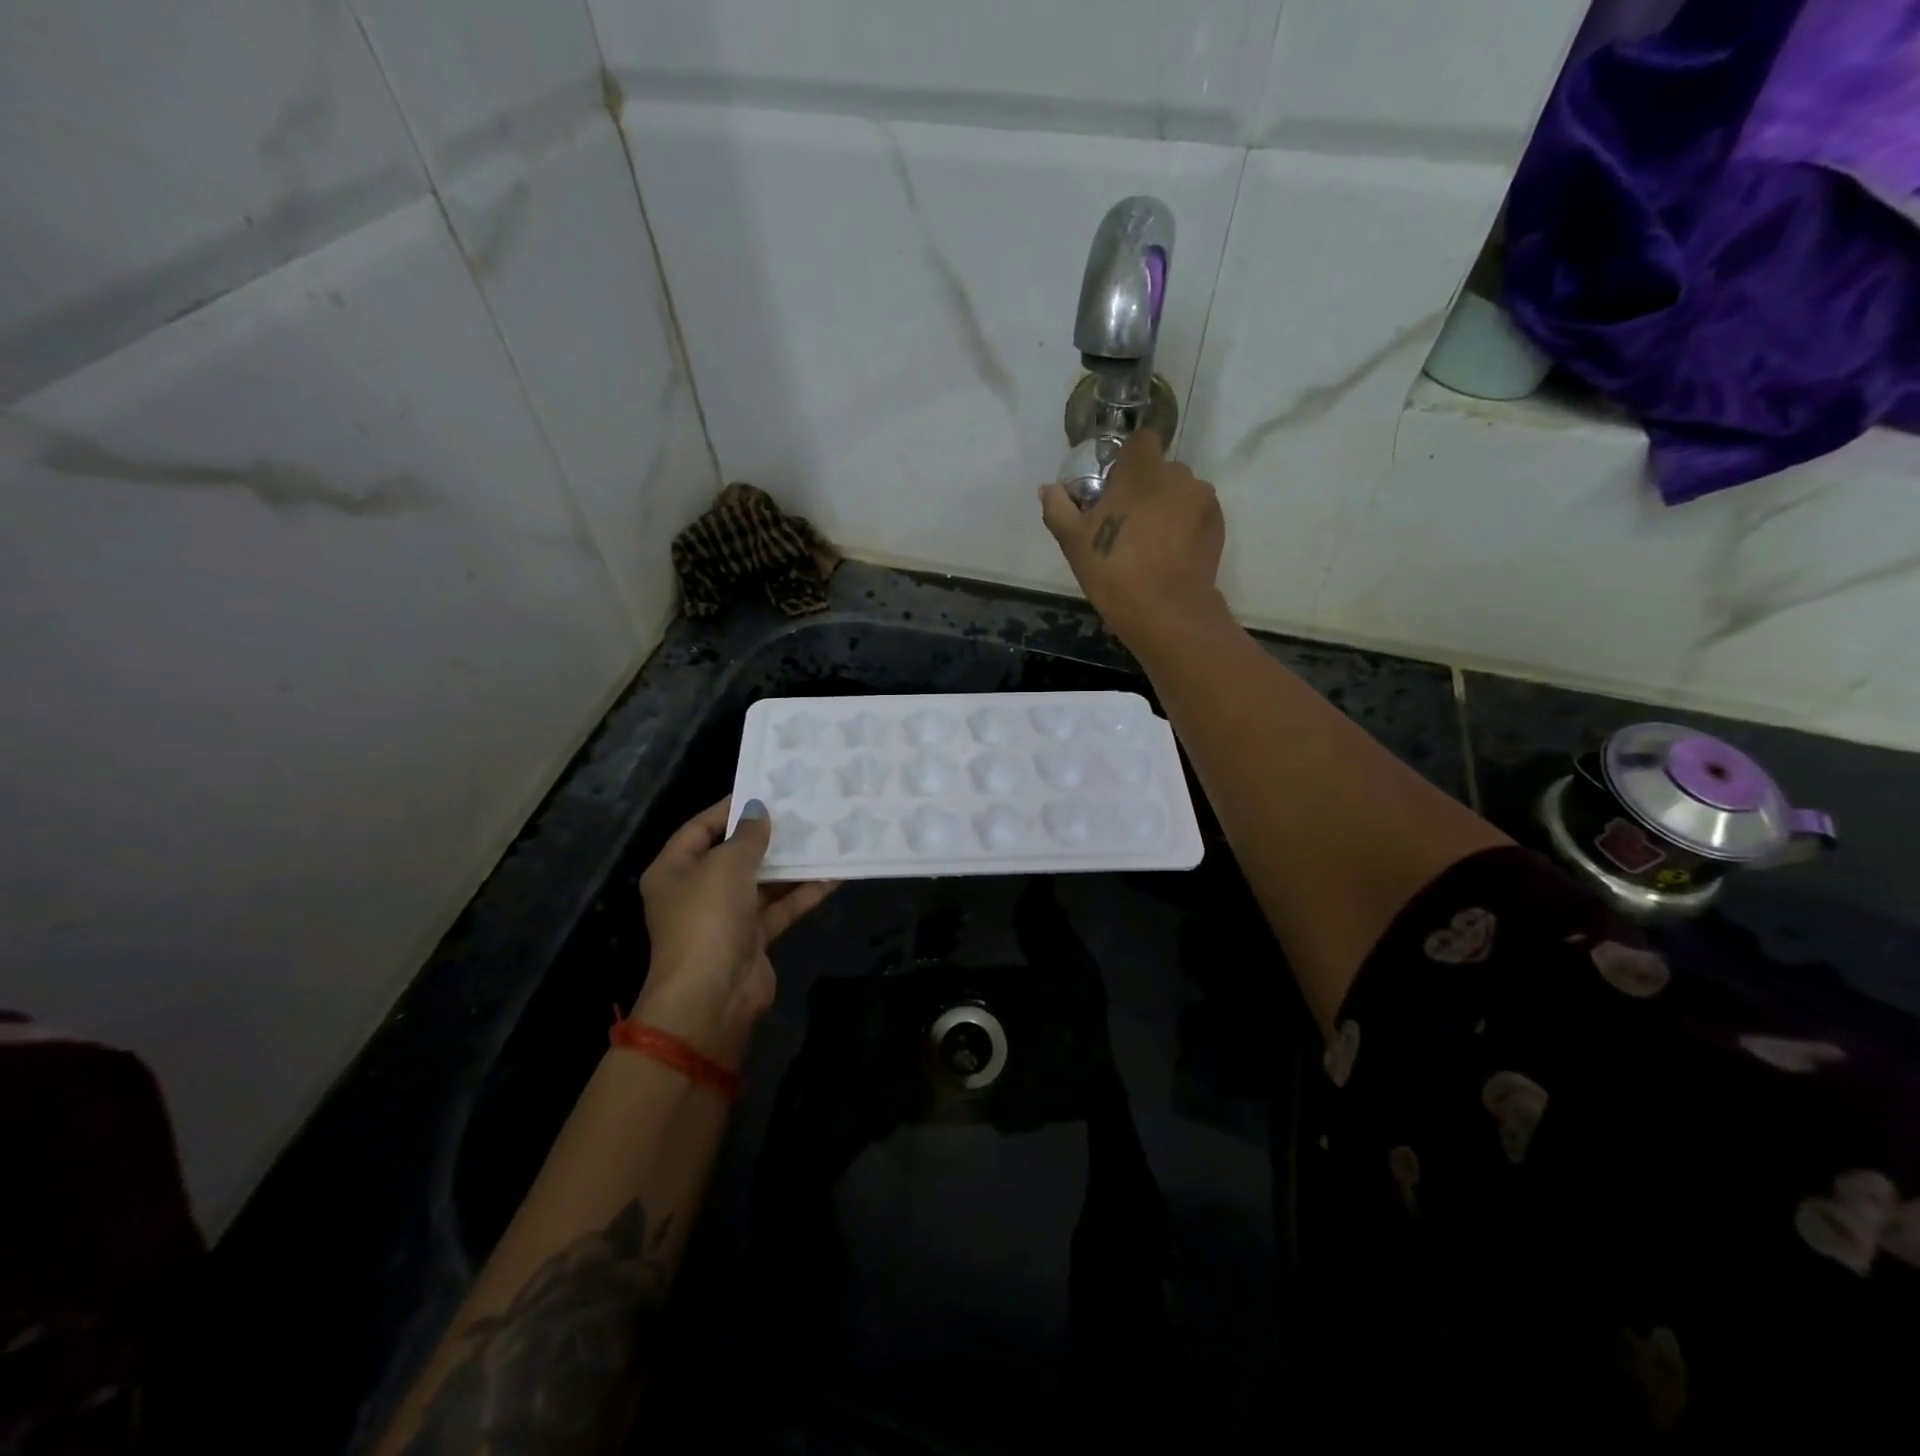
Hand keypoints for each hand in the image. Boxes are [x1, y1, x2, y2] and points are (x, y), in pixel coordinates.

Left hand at [632, 798, 836, 1067]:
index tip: (768, 789)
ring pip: (762, 881)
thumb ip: (747, 836)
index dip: (731, 807)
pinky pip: (780, 907)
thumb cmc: (708, 919)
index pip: (701, 827)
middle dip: (767, 835)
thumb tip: (758, 811)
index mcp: (674, 869)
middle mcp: (696, 890)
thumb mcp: (726, 866)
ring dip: (791, 864)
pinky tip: (834, 875)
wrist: (712, 997)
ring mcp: (725, 916)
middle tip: (803, 810)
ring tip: (824, 836)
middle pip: (734, 853)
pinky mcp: (753, 938)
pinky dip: (803, 893)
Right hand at [1039, 432, 1228, 651]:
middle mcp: (1177, 475)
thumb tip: (1048, 489)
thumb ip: (1058, 508)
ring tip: (1150, 542)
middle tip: (1126, 522)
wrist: (1167, 612)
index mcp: (1141, 471)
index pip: (1140, 441)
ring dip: (1166, 506)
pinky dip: (1183, 525)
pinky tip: (1169, 554)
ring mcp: (1202, 499)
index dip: (1127, 460)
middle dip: (1145, 488)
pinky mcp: (1217, 524)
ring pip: (1179, 492)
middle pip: (1159, 469)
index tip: (1114, 488)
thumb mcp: (1073, 542)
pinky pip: (1195, 513)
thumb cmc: (1114, 571)